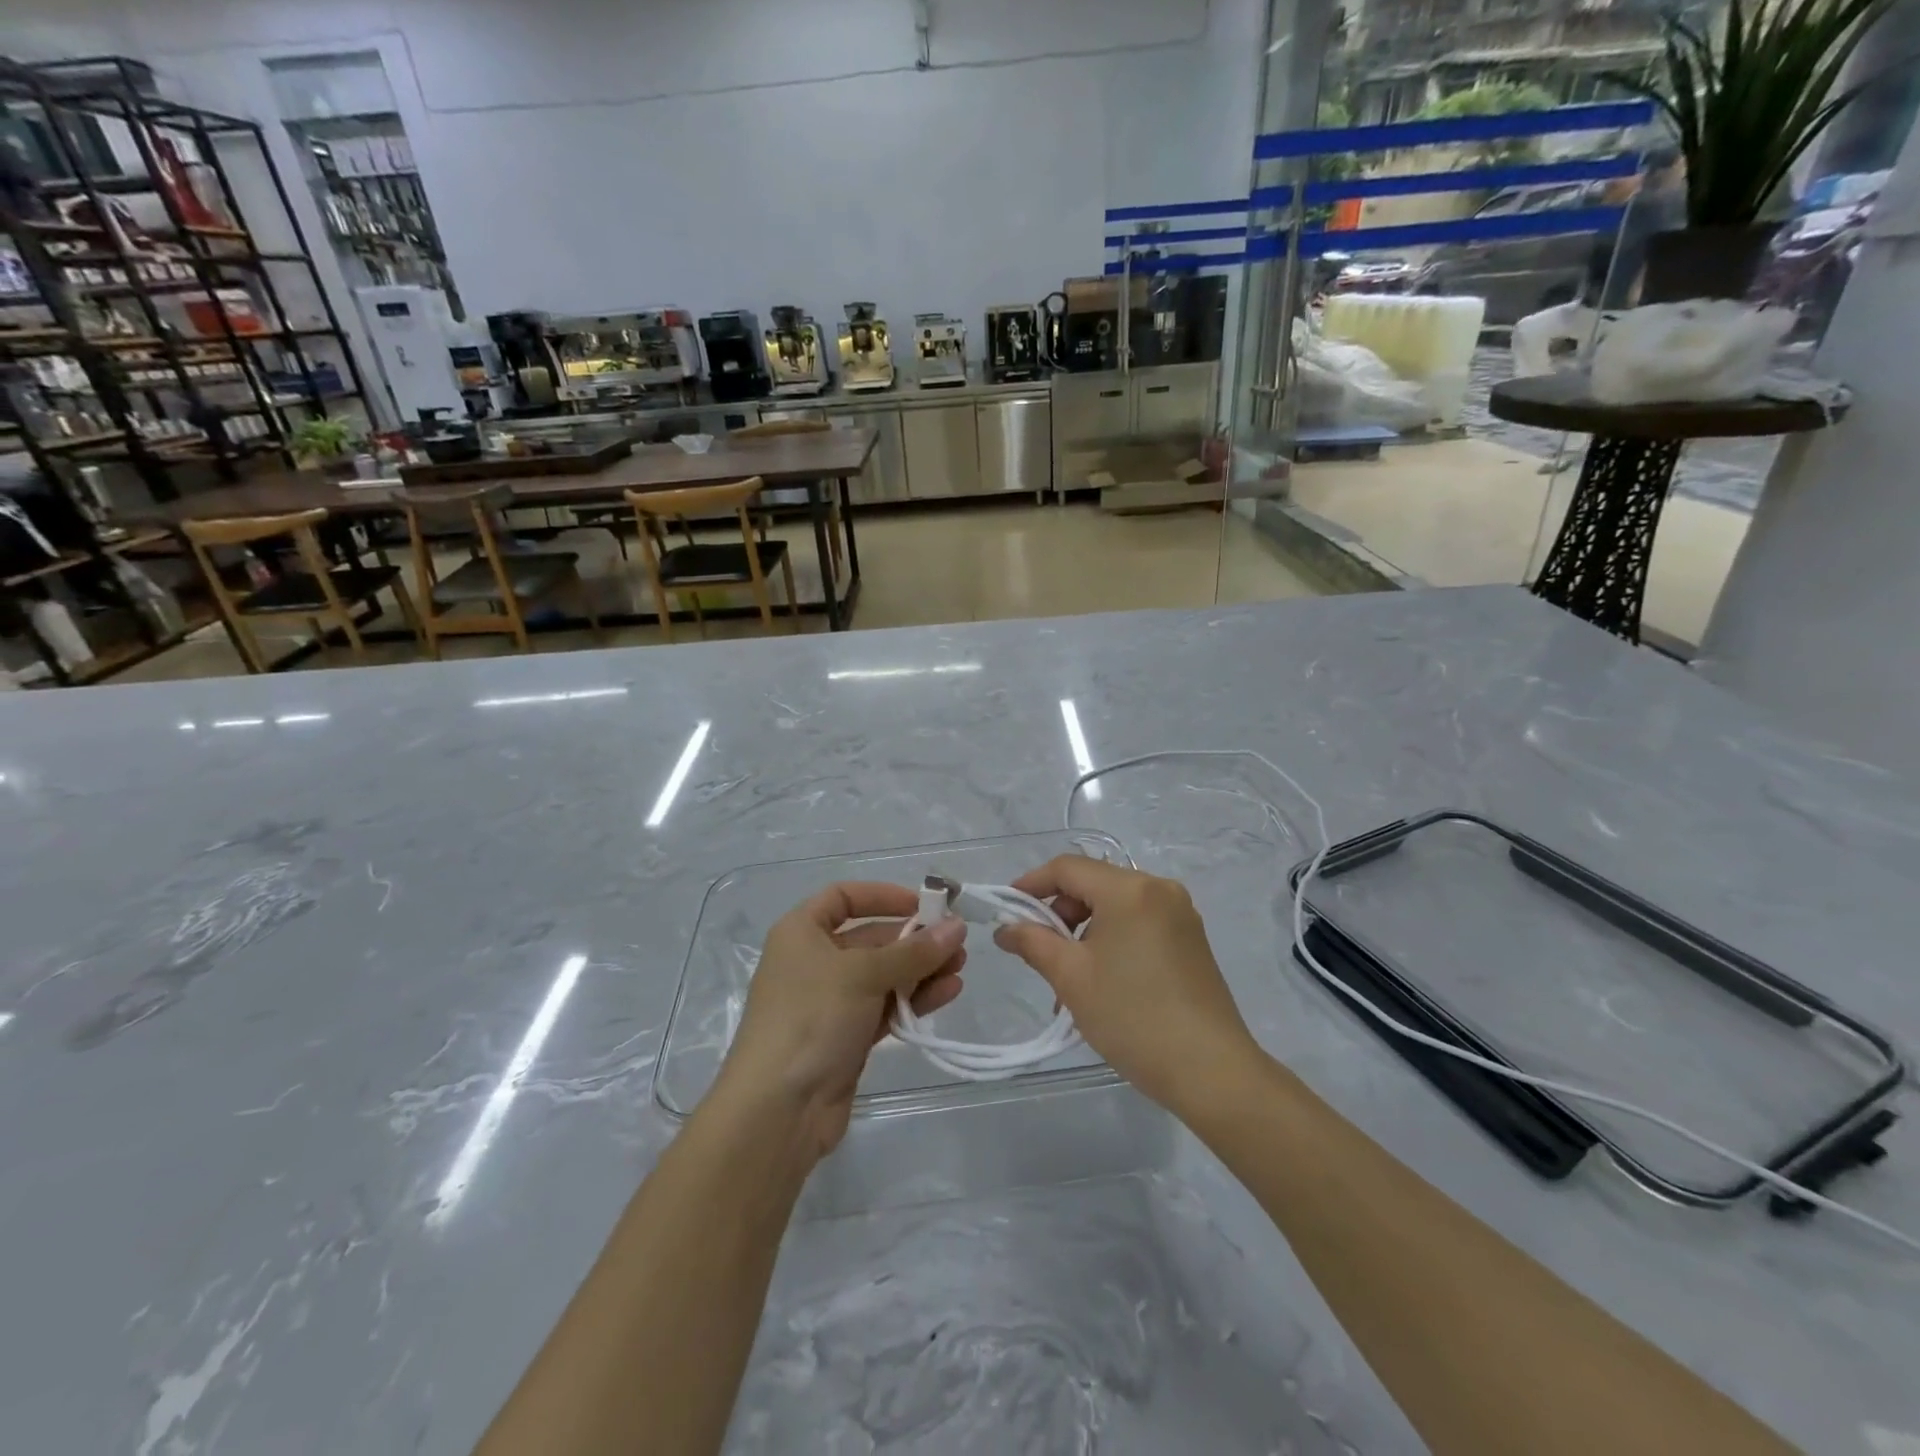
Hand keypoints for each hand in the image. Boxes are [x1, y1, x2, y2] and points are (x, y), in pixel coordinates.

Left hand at [715, 882, 966, 1160]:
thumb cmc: (813, 1019)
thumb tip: (957, 925)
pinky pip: (886, 1006)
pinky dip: (914, 999)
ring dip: (921, 970)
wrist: (778, 1110)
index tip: (923, 903)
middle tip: (957, 942)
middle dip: (914, 939)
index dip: (883, 896)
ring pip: (884, 975)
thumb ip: (914, 951)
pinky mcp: (847, 1036)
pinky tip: (948, 993)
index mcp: (801, 932)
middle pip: (871, 938)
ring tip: (960, 968)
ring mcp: (831, 1001)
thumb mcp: (864, 975)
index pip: (844, 897)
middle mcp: (814, 961)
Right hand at [994, 856, 1258, 1119]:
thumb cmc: (1133, 1017)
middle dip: (1059, 912)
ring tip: (1069, 977)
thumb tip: (1006, 928)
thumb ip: (1033, 942)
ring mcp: (1180, 914)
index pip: (1067, 868)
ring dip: (1084, 930)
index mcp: (1129, 890)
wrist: (1211, 1071)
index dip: (1031, 884)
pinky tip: (1102, 979)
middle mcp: (1159, 889)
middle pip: (1093, 883)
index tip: (1007, 911)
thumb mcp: (1072, 978)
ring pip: (1115, 905)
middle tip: (1039, 951)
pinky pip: (1139, 922)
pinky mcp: (1191, 939)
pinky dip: (1112, 939)